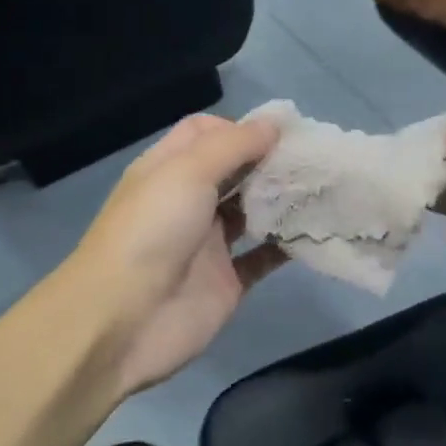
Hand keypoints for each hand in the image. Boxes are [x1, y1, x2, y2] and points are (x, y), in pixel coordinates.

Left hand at [70, 114, 288, 397]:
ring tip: (321, 189)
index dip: (240, 128)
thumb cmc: (152, 232)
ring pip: (252, 212)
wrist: (123, 321)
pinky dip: (287, 245)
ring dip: (282, 200)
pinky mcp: (227, 280)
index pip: (205, 133)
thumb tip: (274, 124)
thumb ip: (234, 145)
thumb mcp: (187, 172)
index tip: (282, 133)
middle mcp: (188, 202)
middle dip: (269, 162)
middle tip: (313, 159)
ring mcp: (208, 243)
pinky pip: (263, 257)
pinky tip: (315, 231)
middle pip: (234, 171)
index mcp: (168, 170)